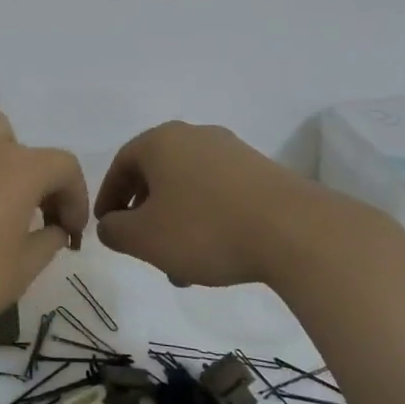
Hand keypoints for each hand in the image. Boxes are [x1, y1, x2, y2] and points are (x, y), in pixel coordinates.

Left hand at [0, 103, 88, 332]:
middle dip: (37, 180)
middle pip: (25, 149)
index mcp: (21, 170)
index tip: (68, 232)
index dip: (74, 199)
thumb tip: (55, 228)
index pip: (64, 168)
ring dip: (0, 146)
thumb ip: (49, 240)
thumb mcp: (23, 269)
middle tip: (32, 215)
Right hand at [94, 121, 347, 287]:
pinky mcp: (262, 171)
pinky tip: (216, 254)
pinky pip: (219, 192)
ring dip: (177, 222)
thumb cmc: (205, 229)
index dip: (108, 198)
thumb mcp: (144, 238)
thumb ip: (114, 230)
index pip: (121, 165)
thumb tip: (111, 224)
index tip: (107, 228)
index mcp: (161, 141)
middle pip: (156, 175)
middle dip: (146, 215)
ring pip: (189, 187)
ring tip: (182, 267)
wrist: (296, 232)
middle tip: (143, 248)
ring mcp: (232, 151)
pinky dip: (207, 219)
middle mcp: (195, 136)